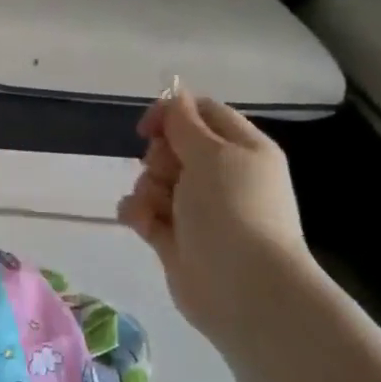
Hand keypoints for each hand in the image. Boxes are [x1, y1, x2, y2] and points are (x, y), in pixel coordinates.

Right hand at [118, 88, 311, 345]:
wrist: (242, 287)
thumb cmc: (232, 210)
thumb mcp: (211, 154)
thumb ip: (184, 123)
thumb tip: (173, 95)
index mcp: (241, 149)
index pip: (202, 114)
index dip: (172, 115)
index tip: (148, 129)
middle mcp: (221, 176)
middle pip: (172, 148)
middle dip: (157, 158)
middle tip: (166, 174)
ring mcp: (196, 208)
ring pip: (153, 181)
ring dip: (146, 190)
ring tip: (157, 210)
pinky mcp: (174, 237)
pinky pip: (144, 212)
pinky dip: (138, 214)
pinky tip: (143, 225)